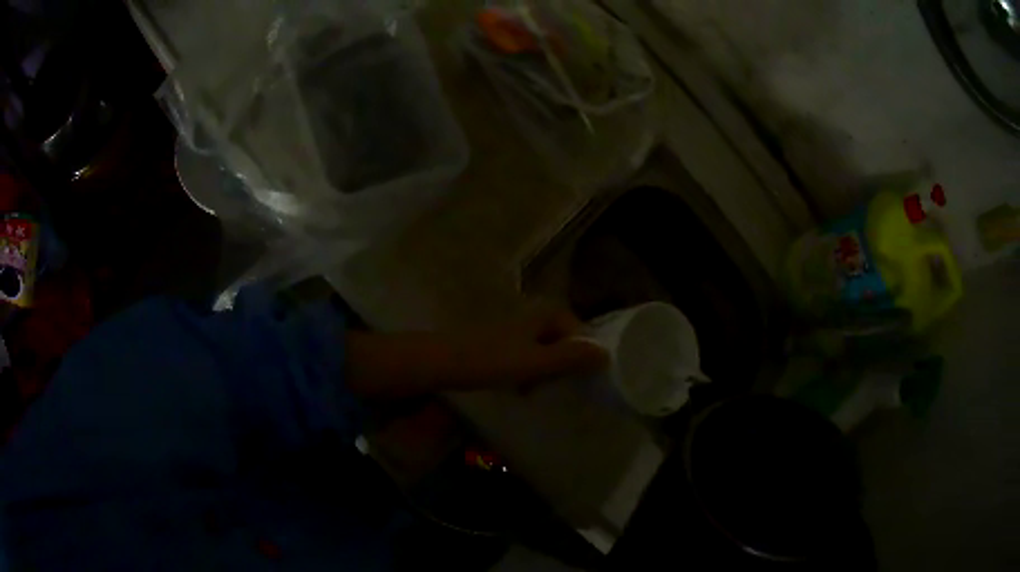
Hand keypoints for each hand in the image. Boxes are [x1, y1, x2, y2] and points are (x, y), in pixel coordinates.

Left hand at [439, 309, 610, 390]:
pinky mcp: (501, 345)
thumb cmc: (492, 361)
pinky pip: (526, 359)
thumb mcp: (536, 362)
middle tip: (561, 387)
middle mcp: (533, 318)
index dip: (584, 355)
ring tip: (540, 392)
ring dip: (546, 373)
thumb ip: (570, 358)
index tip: (583, 379)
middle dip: (564, 366)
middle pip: (563, 342)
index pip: (580, 332)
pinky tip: (521, 390)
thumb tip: (607, 355)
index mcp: (545, 316)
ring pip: (544, 352)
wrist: (444, 362)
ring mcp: (516, 331)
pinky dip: (528, 374)